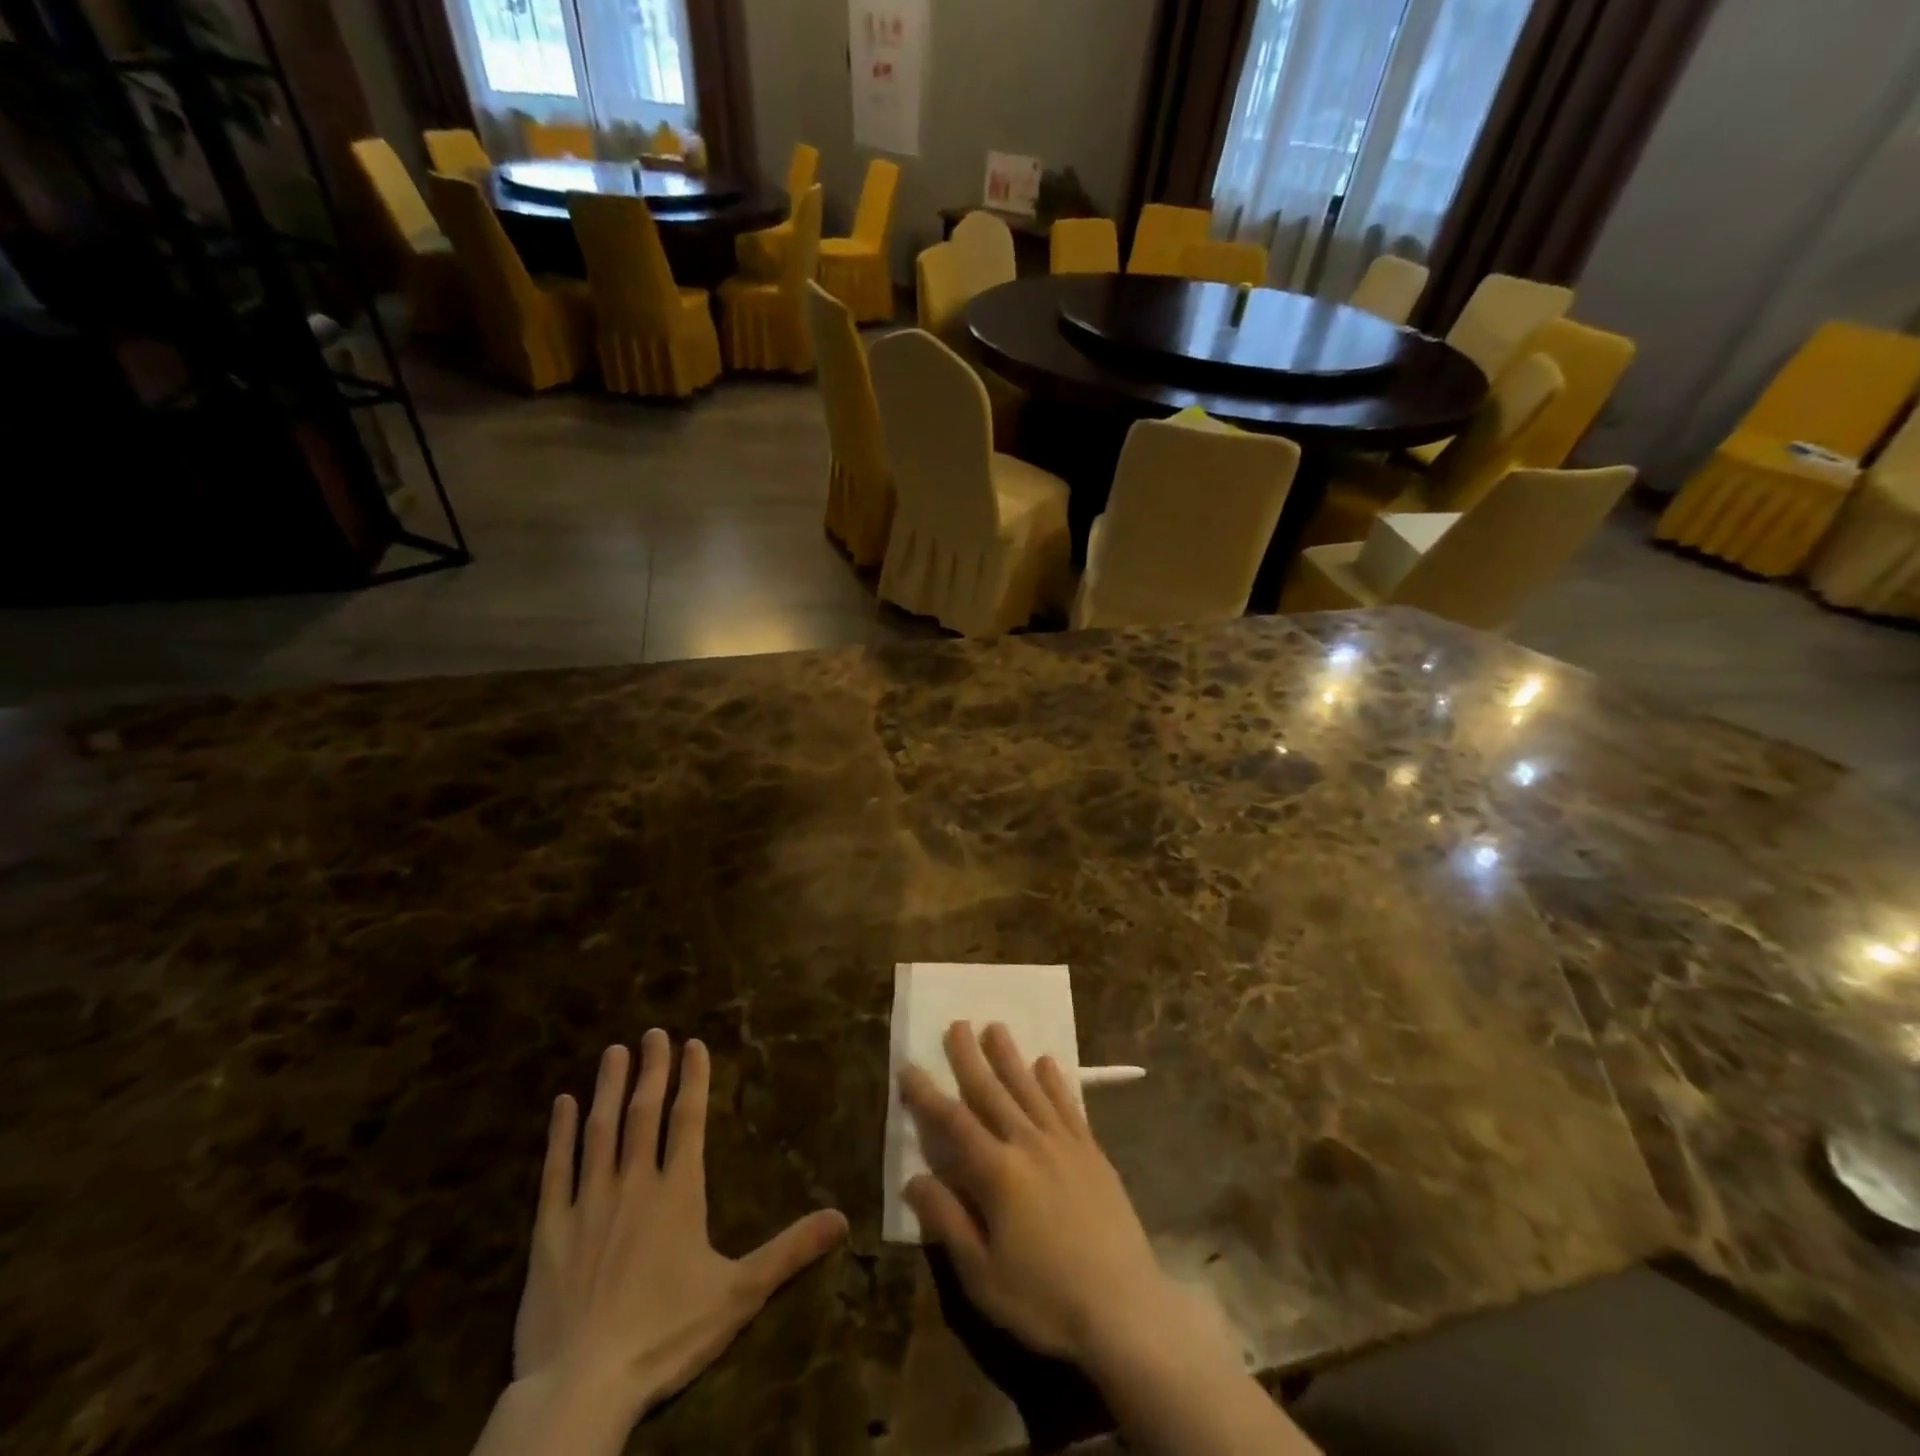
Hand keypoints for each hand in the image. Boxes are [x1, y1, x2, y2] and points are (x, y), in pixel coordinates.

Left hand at [512, 1031, 847, 1424]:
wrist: (582, 1387)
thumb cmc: (666, 1335)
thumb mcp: (739, 1295)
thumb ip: (789, 1251)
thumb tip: (842, 1219)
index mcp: (678, 1193)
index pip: (688, 1120)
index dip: (693, 1079)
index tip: (693, 1044)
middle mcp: (634, 1184)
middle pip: (644, 1114)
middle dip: (652, 1070)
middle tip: (653, 1032)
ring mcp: (587, 1204)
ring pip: (600, 1131)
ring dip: (608, 1088)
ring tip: (614, 1052)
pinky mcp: (549, 1231)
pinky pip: (555, 1171)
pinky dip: (559, 1135)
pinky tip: (561, 1104)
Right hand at [899, 1021, 1178, 1365]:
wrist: (1125, 1308)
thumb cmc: (1045, 1299)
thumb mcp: (982, 1274)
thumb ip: (947, 1221)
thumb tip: (913, 1180)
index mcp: (998, 1172)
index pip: (953, 1122)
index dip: (927, 1095)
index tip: (909, 1067)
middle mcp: (1029, 1144)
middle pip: (993, 1091)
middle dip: (970, 1057)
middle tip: (957, 1024)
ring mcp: (1065, 1144)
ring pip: (1030, 1088)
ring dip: (1010, 1057)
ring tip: (996, 1028)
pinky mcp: (1093, 1152)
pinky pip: (1069, 1105)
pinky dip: (1055, 1081)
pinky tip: (1047, 1063)